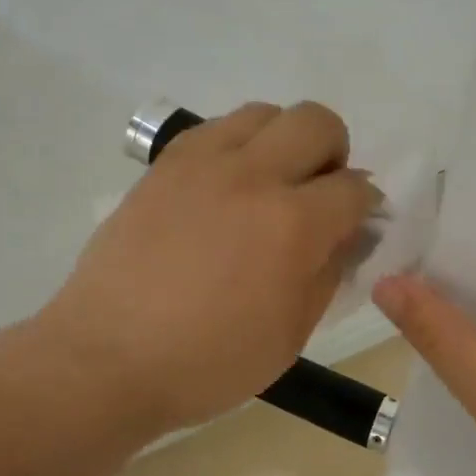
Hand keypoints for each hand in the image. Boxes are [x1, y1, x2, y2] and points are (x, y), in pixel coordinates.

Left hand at [39, 102, 377, 435]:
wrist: (109, 356)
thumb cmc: (208, 362)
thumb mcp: (291, 334)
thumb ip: (328, 274)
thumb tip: (348, 234)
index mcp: (293, 225)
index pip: (354, 188)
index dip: (365, 204)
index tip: (355, 223)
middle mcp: (253, 176)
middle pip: (317, 122)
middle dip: (333, 154)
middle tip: (316, 195)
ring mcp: (203, 162)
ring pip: (265, 113)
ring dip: (283, 141)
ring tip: (269, 184)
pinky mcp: (165, 164)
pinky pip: (216, 128)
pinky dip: (237, 145)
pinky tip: (225, 187)